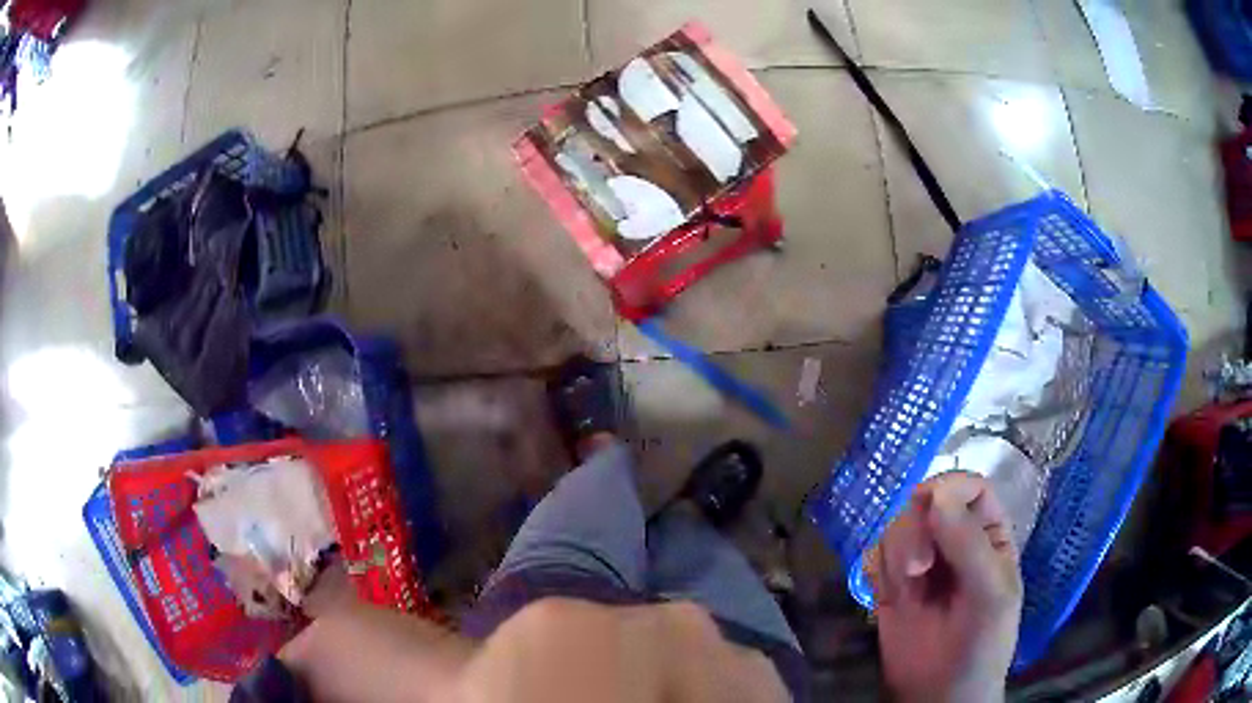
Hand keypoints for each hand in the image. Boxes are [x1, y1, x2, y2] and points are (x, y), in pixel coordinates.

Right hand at [866, 472, 1022, 702]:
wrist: (939, 696)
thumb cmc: (982, 645)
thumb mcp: (990, 595)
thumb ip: (969, 545)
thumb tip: (935, 493)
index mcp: (989, 536)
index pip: (970, 488)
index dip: (950, 488)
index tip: (931, 506)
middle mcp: (954, 542)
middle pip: (926, 503)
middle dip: (916, 531)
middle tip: (917, 570)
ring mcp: (921, 563)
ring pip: (897, 526)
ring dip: (897, 554)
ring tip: (906, 592)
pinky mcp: (890, 586)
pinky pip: (875, 556)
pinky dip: (877, 570)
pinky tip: (888, 597)